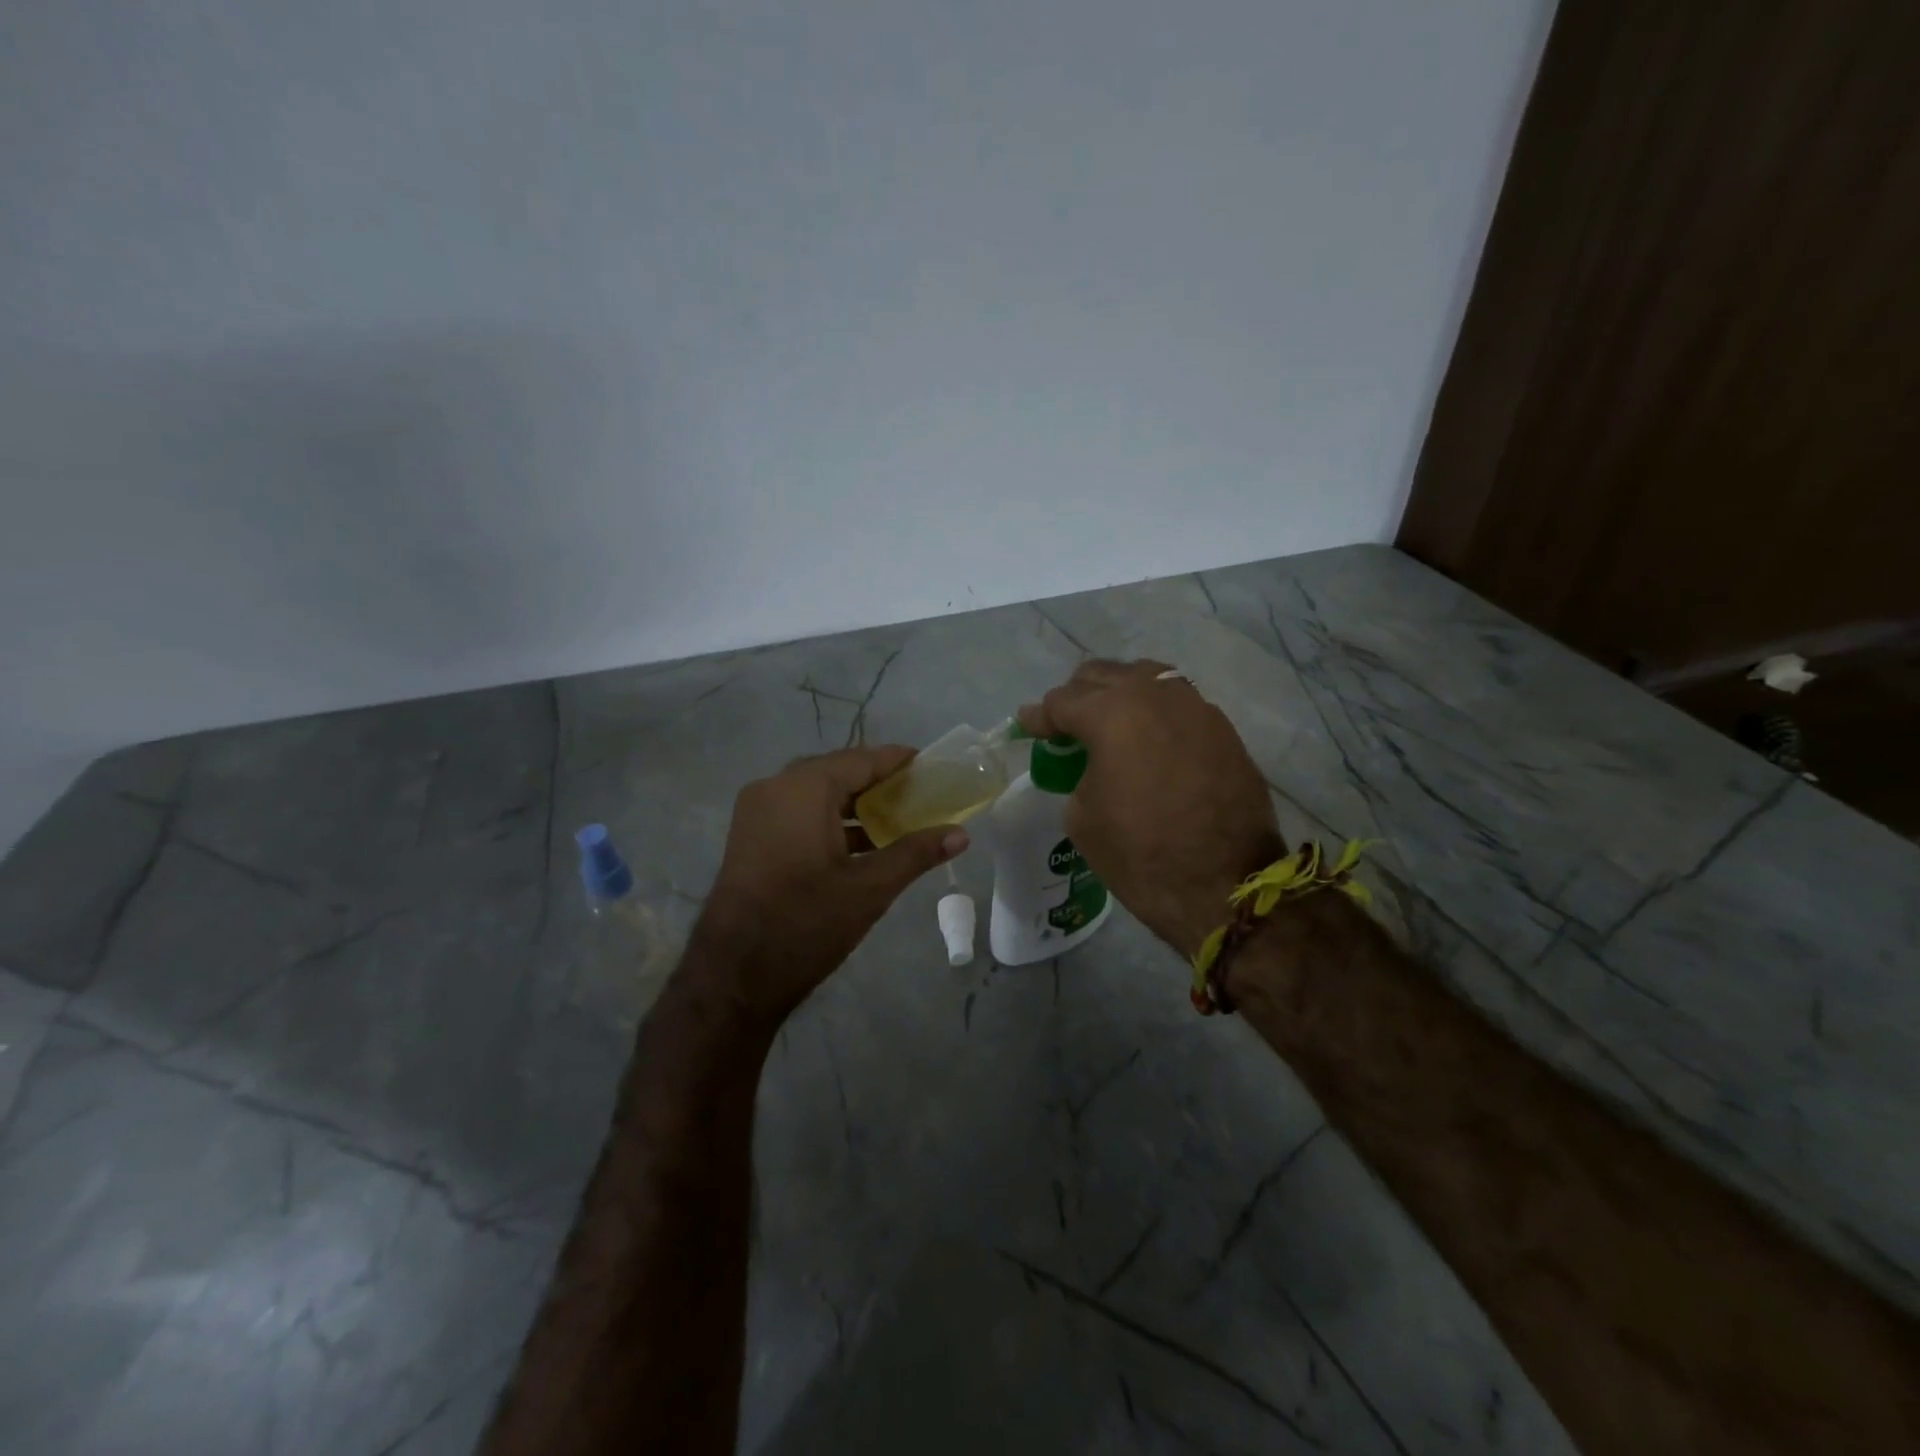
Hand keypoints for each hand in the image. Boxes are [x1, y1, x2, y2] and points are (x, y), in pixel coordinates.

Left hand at [688, 746, 969, 1023]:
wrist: (735, 974)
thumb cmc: (807, 921)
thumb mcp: (870, 887)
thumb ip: (916, 853)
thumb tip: (961, 835)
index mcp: (804, 788)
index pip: (861, 759)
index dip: (898, 761)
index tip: (930, 765)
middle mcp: (774, 787)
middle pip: (837, 772)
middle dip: (878, 783)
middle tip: (917, 795)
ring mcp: (756, 811)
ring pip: (815, 793)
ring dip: (853, 804)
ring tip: (895, 821)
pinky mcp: (749, 836)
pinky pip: (796, 812)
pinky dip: (828, 819)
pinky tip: (859, 844)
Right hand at [1019, 660, 1283, 958]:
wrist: (1224, 886)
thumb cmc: (1141, 855)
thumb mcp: (1082, 817)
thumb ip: (1078, 772)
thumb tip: (1092, 763)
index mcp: (1113, 714)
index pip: (1063, 701)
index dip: (1039, 716)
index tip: (1028, 725)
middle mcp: (1155, 696)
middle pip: (1104, 676)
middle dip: (1077, 696)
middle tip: (1064, 723)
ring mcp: (1195, 708)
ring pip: (1145, 679)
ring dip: (1119, 695)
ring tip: (1107, 722)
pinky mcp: (1223, 729)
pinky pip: (1177, 704)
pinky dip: (1153, 712)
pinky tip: (1147, 737)